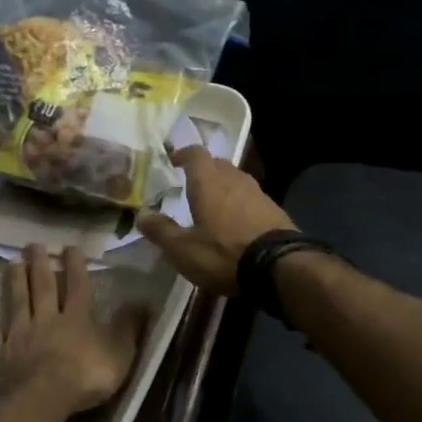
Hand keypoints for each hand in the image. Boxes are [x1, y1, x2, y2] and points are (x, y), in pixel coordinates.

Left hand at [0, 244, 144, 419]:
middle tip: (33, 244)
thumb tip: (142, 300)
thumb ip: (129, 326)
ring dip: (15, 281)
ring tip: (12, 262)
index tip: (71, 247)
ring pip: (17, 302)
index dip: (76, 266)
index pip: (79, 285)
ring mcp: (20, 334)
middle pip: (43, 287)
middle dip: (40, 264)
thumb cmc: (85, 377)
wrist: (39, 398)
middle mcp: (47, 319)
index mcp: (78, 318)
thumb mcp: (119, 353)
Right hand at [138, 146, 296, 295]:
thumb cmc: (223, 253)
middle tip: (191, 184)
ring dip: (223, 187)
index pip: (196, 154)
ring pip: (236, 180)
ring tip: (213, 204)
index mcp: (209, 182)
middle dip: (204, 170)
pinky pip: (251, 199)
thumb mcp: (183, 249)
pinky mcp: (275, 210)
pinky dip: (240, 204)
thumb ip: (161, 230)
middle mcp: (234, 179)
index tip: (174, 160)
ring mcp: (258, 193)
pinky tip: (236, 223)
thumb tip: (141, 215)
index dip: (184, 154)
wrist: (280, 267)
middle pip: (218, 164)